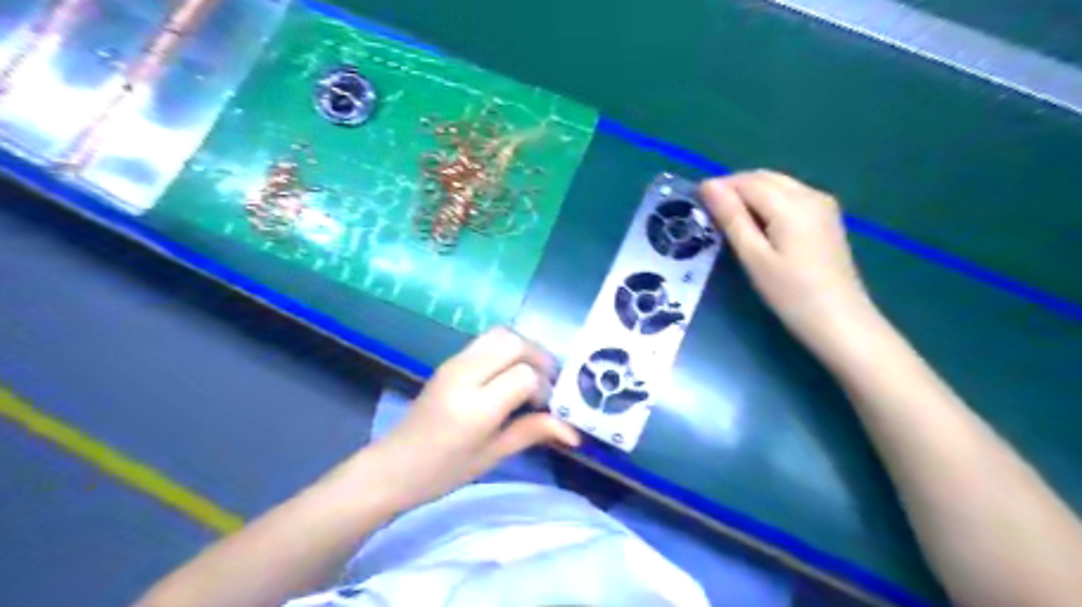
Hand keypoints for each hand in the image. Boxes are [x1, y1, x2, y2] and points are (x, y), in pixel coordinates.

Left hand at [373, 328, 579, 503]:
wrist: (393, 465)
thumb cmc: (443, 471)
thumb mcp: (493, 455)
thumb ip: (533, 432)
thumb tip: (575, 432)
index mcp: (475, 408)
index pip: (524, 375)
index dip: (543, 386)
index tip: (544, 405)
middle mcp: (464, 376)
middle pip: (514, 343)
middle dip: (539, 358)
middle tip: (546, 383)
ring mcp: (454, 363)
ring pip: (501, 334)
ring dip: (523, 348)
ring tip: (530, 374)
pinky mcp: (449, 360)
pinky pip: (486, 341)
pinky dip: (507, 349)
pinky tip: (509, 373)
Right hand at [702, 168, 878, 349]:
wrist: (841, 321)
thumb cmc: (791, 294)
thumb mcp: (754, 257)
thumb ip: (732, 218)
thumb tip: (708, 186)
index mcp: (791, 204)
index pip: (747, 182)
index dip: (719, 187)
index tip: (695, 202)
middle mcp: (810, 194)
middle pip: (764, 178)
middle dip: (734, 187)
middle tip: (708, 212)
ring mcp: (823, 204)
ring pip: (778, 184)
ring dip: (750, 194)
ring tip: (728, 219)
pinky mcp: (826, 217)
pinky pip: (790, 196)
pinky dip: (768, 201)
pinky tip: (757, 225)